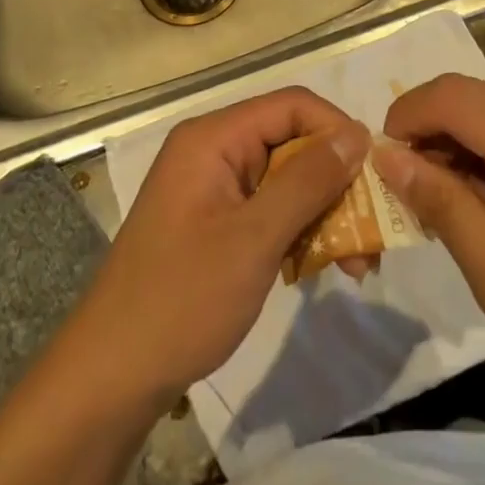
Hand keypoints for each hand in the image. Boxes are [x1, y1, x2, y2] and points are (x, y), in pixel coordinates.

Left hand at [74, 87, 369, 406]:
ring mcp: (213, 188)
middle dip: (336, 182)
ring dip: (325, 213)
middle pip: (292, 143)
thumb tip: (357, 136)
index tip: (374, 173)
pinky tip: (324, 267)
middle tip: (374, 230)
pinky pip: (270, 209)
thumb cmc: (182, 300)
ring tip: (358, 264)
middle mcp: (214, 151)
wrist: (110, 379)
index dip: (337, 130)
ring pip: (287, 180)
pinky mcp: (216, 222)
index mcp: (214, 139)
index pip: (292, 106)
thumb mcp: (254, 239)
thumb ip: (308, 182)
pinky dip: (300, 232)